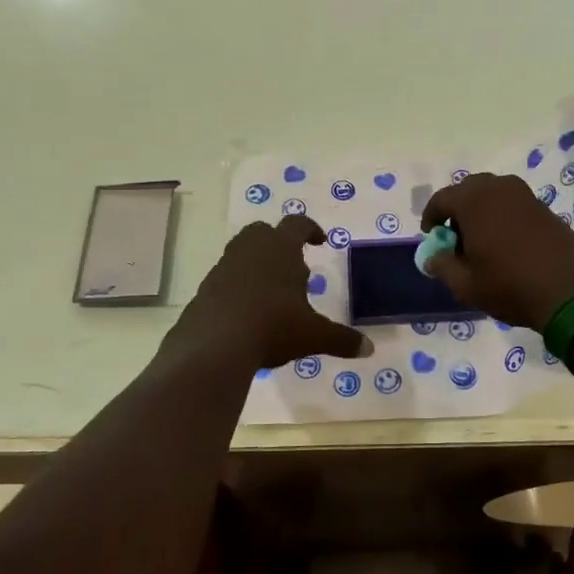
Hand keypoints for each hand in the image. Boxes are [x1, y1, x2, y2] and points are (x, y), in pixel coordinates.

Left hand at [174, 215, 369, 369]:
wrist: (214, 346)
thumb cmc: (273, 327)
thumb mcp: (313, 335)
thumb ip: (341, 339)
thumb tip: (369, 348)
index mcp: (281, 249)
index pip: (297, 224)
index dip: (311, 229)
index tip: (320, 241)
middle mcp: (250, 250)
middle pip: (262, 231)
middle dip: (278, 243)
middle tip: (292, 266)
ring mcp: (223, 268)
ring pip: (241, 253)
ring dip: (257, 265)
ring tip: (272, 293)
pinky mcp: (205, 289)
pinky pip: (225, 279)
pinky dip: (238, 288)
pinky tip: (247, 313)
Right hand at [421, 173, 573, 331]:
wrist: (571, 292)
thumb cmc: (510, 286)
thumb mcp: (466, 285)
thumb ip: (443, 266)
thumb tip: (432, 257)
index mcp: (474, 201)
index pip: (442, 199)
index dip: (432, 218)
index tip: (433, 239)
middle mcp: (499, 188)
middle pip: (468, 190)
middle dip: (457, 210)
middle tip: (456, 239)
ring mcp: (525, 196)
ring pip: (493, 195)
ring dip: (481, 212)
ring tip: (481, 243)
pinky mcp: (545, 208)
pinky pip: (513, 204)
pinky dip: (502, 217)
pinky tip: (506, 245)